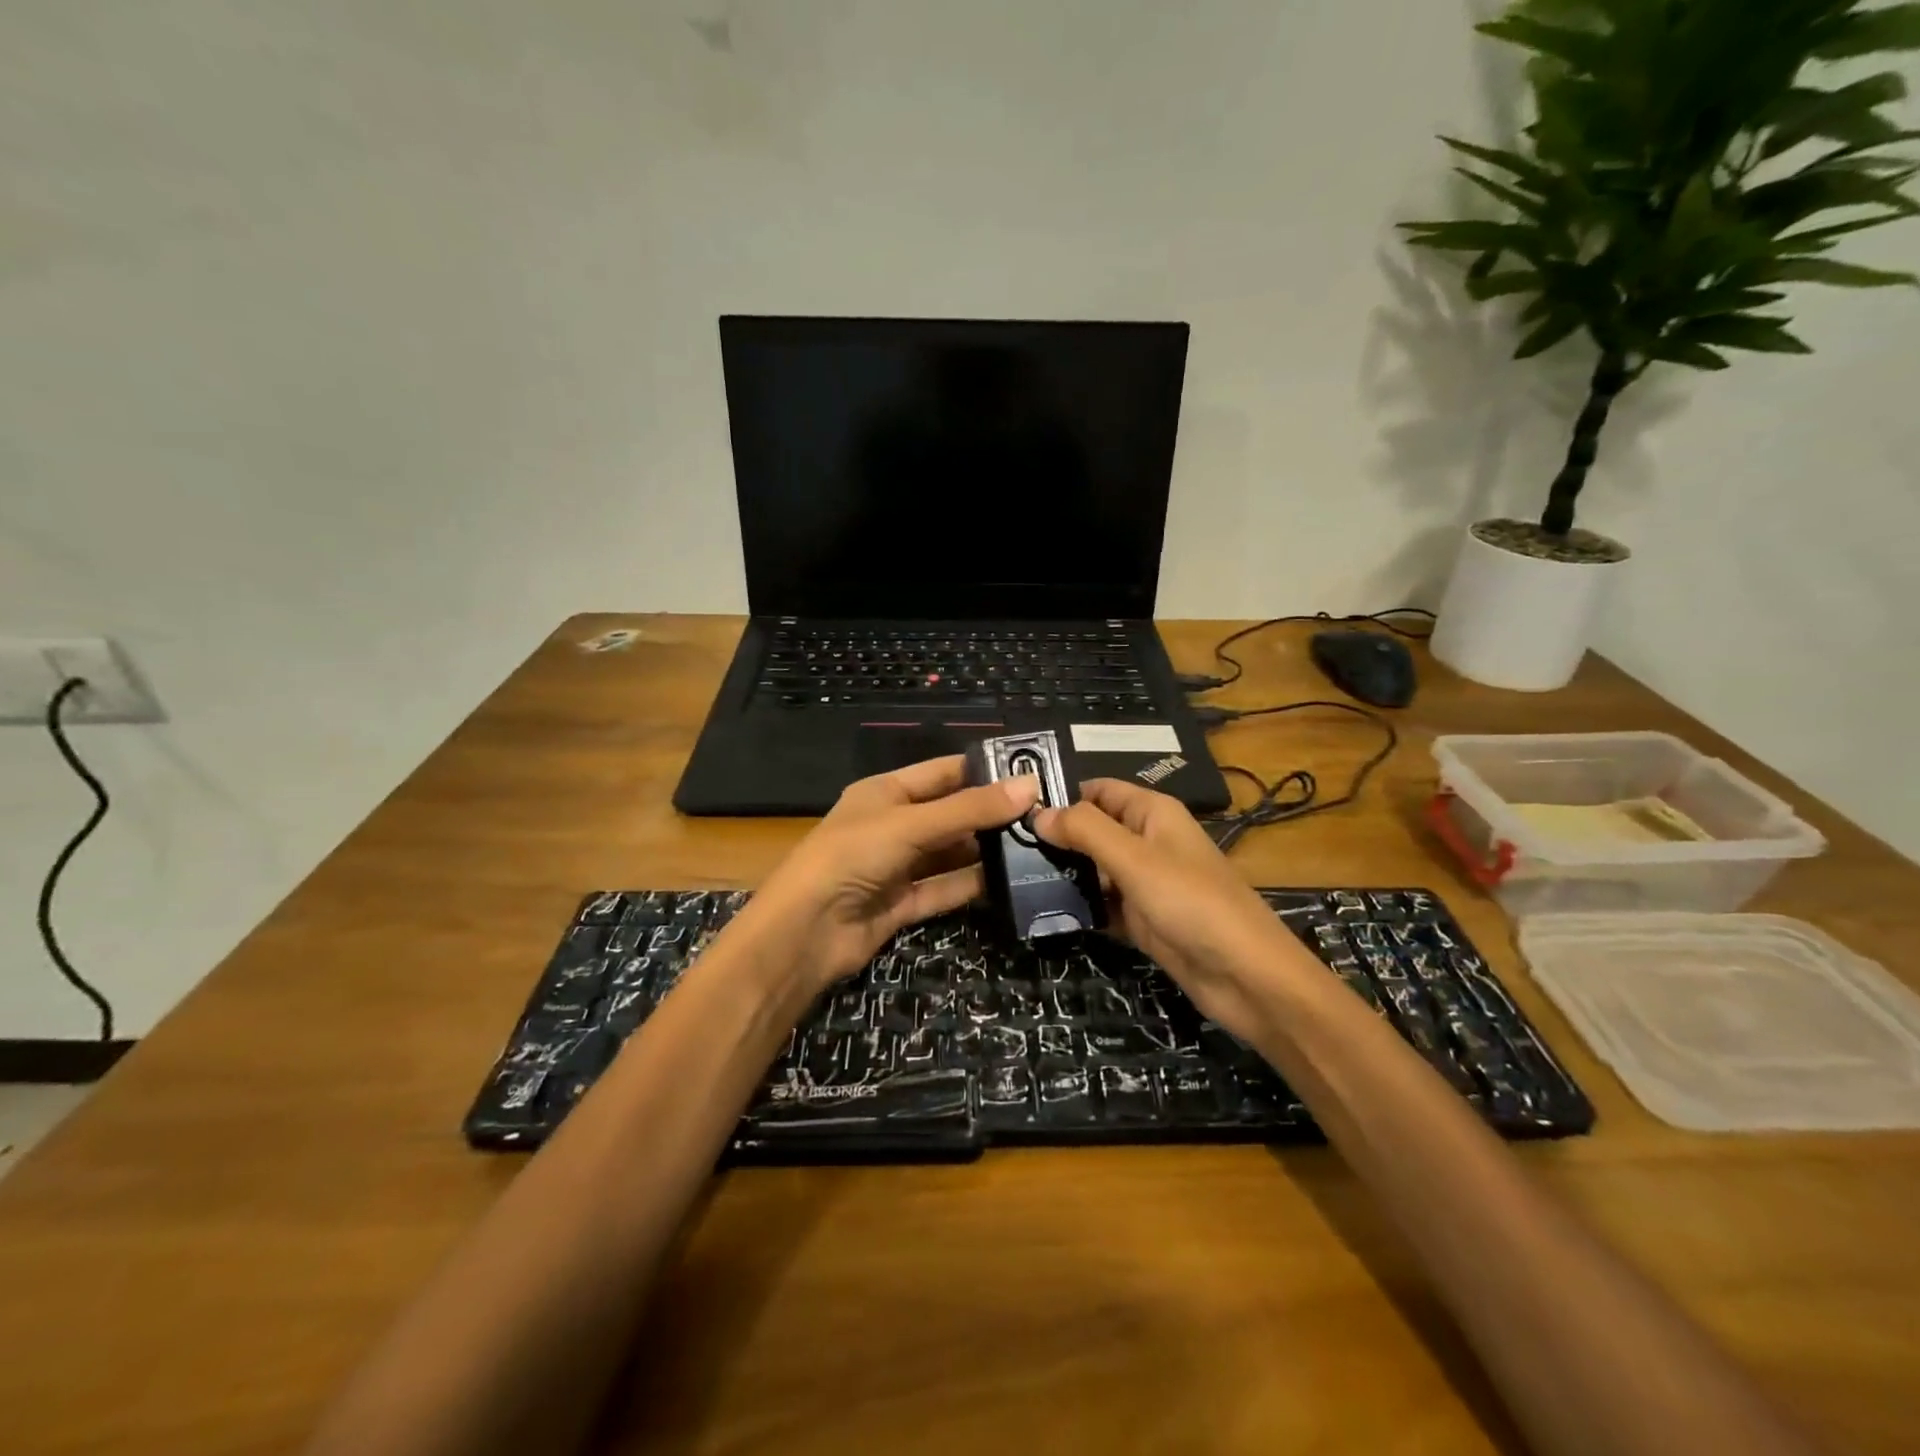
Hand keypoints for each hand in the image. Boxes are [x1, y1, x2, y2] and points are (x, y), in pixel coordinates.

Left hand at [728, 755, 1039, 993]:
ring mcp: (898, 866)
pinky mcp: (903, 904)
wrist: (805, 932)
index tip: (1031, 773)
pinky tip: (1010, 881)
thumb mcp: (911, 824)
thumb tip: (1029, 786)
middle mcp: (894, 825)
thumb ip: (969, 810)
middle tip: (1045, 815)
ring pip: (951, 854)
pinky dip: (973, 886)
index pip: (943, 772)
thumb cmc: (852, 856)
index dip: (983, 771)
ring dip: (986, 851)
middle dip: (992, 815)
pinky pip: (945, 889)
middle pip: (951, 814)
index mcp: (886, 792)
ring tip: (1037, 846)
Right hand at [1034, 779, 1320, 1039]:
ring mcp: (1144, 883)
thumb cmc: (1192, 903)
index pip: (1098, 790)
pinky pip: (1103, 904)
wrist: (1246, 977)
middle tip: (1005, 850)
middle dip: (1054, 838)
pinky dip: (1079, 906)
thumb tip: (1039, 814)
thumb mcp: (1135, 860)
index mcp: (1152, 814)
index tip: (1014, 811)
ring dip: (1062, 874)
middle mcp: (1147, 842)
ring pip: (1094, 869)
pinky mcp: (1142, 919)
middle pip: (1092, 830)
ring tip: (1013, 880)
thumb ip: (1086, 831)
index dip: (1061, 795)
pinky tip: (1043, 912)